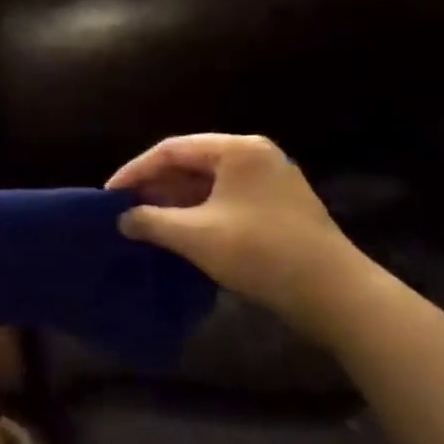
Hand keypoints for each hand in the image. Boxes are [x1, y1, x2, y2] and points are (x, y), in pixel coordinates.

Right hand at [108, 133, 365, 330]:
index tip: (110, 195)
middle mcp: (255, 156)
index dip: (135, 171)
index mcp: (237, 150)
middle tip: (125, 210)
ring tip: (146, 223)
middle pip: (191, 163)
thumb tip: (123, 219)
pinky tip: (179, 233)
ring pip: (207, 183)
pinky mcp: (277, 207)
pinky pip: (225, 199)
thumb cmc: (260, 252)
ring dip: (175, 202)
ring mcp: (270, 181)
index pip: (171, 150)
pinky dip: (198, 212)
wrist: (334, 293)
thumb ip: (150, 221)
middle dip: (155, 186)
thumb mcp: (194, 236)